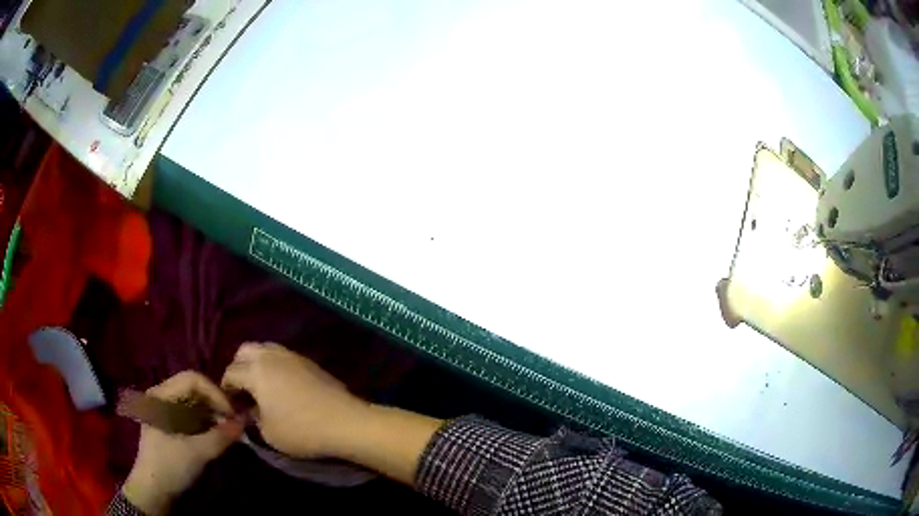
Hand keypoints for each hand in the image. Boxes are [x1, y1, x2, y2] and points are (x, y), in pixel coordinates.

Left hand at [122, 372, 242, 514]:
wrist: (154, 490)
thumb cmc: (171, 466)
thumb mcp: (197, 453)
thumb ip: (221, 436)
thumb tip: (244, 422)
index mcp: (161, 395)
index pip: (192, 379)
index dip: (215, 393)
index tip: (232, 415)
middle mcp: (162, 396)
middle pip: (194, 388)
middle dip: (216, 404)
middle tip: (234, 422)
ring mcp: (164, 408)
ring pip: (194, 401)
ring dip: (213, 413)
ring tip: (229, 430)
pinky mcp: (169, 422)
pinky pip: (191, 413)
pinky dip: (206, 421)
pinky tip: (217, 434)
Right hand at [221, 342, 369, 458]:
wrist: (345, 422)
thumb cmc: (301, 430)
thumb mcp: (268, 433)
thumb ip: (252, 419)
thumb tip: (249, 410)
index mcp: (255, 371)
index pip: (230, 373)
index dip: (226, 390)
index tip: (231, 405)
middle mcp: (270, 356)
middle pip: (244, 351)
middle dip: (238, 368)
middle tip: (243, 391)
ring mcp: (291, 355)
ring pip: (264, 349)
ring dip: (256, 363)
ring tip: (261, 387)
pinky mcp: (308, 361)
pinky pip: (282, 356)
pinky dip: (274, 365)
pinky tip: (281, 386)